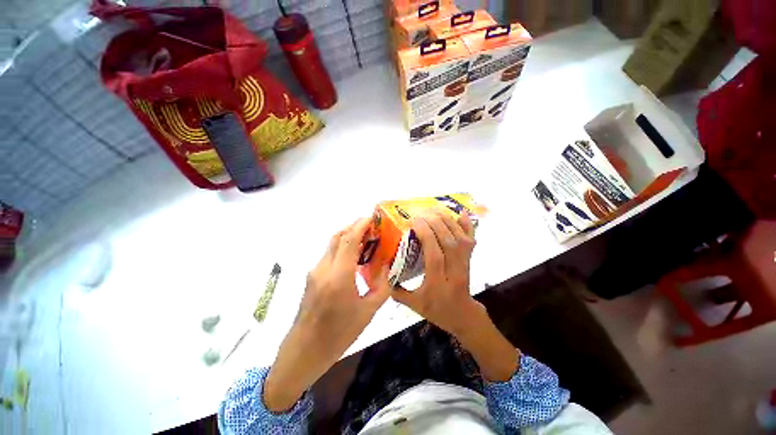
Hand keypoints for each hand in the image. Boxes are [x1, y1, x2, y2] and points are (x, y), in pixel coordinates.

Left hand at [263, 218, 390, 411]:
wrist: (305, 350)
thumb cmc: (339, 334)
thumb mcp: (368, 311)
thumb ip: (382, 286)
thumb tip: (389, 267)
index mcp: (339, 275)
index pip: (350, 239)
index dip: (361, 225)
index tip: (372, 218)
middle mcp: (324, 268)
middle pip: (338, 236)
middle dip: (354, 226)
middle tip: (371, 227)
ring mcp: (315, 271)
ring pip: (332, 244)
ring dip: (348, 236)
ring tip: (365, 239)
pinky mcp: (312, 276)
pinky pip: (329, 254)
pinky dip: (342, 248)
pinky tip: (353, 257)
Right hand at [391, 209, 486, 337]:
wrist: (462, 315)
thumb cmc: (436, 310)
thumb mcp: (414, 305)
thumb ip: (397, 291)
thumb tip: (383, 271)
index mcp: (439, 284)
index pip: (435, 256)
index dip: (426, 236)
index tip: (415, 222)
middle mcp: (455, 272)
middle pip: (449, 243)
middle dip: (435, 224)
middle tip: (421, 213)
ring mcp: (465, 264)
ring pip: (460, 239)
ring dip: (447, 221)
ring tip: (433, 210)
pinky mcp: (470, 259)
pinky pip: (471, 240)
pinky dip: (467, 226)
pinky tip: (461, 213)